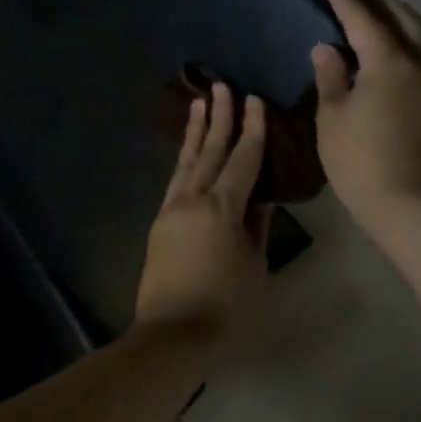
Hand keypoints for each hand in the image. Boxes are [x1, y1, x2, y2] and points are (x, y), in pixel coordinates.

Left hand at [135, 83, 271, 336]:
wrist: (172, 336)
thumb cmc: (226, 307)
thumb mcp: (255, 266)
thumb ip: (257, 227)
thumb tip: (261, 199)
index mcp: (223, 207)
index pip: (243, 158)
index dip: (252, 128)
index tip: (255, 100)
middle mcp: (194, 199)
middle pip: (210, 150)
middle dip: (219, 117)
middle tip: (221, 86)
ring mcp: (172, 209)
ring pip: (186, 161)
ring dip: (195, 131)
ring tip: (198, 103)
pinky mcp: (160, 222)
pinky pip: (175, 180)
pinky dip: (184, 159)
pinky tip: (187, 153)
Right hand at [312, 0, 420, 230]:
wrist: (408, 203)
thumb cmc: (360, 159)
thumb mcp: (333, 116)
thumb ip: (331, 76)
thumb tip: (327, 48)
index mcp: (388, 61)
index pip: (363, 16)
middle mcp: (415, 63)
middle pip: (401, 17)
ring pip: (415, 34)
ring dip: (395, 16)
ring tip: (375, 9)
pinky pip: (418, 53)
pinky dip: (402, 38)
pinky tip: (384, 47)